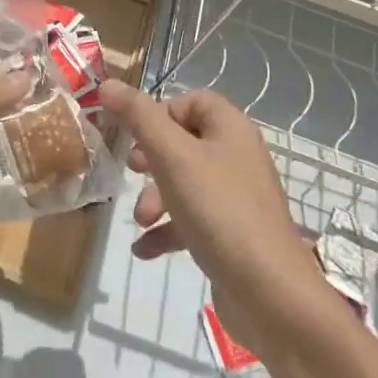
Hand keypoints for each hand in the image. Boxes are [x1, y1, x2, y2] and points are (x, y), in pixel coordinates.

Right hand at [97, 80, 325, 308]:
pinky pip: (191, 220)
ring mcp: (235, 198)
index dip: (159, 112)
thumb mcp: (172, 156)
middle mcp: (236, 157)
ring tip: (139, 220)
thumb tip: (107, 84)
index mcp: (230, 130)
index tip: (133, 133)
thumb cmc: (219, 211)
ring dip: (154, 198)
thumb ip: (138, 117)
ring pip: (183, 183)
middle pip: (183, 142)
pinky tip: (144, 250)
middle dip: (151, 159)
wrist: (269, 293)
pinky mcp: (231, 234)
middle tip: (132, 170)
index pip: (192, 101)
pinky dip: (166, 230)